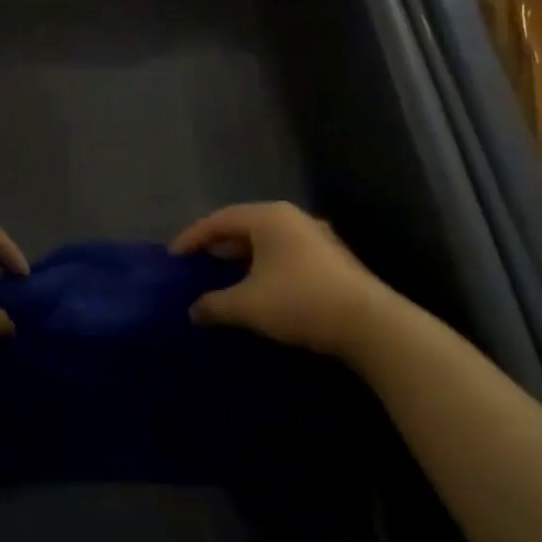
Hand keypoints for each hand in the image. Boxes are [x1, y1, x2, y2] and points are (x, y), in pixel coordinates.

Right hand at [172, 202, 394, 363]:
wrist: (368, 323)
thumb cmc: (299, 301)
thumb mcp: (247, 305)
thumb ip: (215, 304)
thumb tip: (194, 310)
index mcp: (268, 217)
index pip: (219, 220)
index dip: (192, 237)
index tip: (174, 257)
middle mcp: (292, 218)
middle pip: (244, 226)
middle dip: (218, 246)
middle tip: (197, 264)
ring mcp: (316, 236)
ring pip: (267, 241)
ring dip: (242, 258)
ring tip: (225, 277)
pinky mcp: (331, 258)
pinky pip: (285, 254)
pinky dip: (264, 266)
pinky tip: (260, 289)